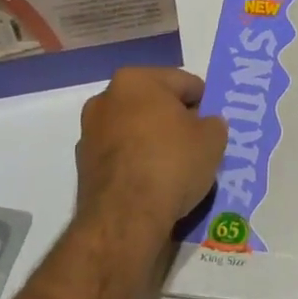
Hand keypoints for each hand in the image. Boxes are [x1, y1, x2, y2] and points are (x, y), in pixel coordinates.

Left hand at [75, 67, 226, 238]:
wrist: (125, 218)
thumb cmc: (172, 163)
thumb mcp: (212, 139)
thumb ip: (213, 123)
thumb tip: (204, 125)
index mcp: (136, 80)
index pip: (184, 82)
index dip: (205, 102)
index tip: (214, 124)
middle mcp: (106, 98)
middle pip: (155, 103)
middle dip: (176, 119)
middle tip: (198, 143)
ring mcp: (90, 132)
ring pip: (136, 129)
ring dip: (155, 140)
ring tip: (177, 166)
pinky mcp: (83, 165)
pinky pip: (122, 154)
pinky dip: (138, 161)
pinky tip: (155, 181)